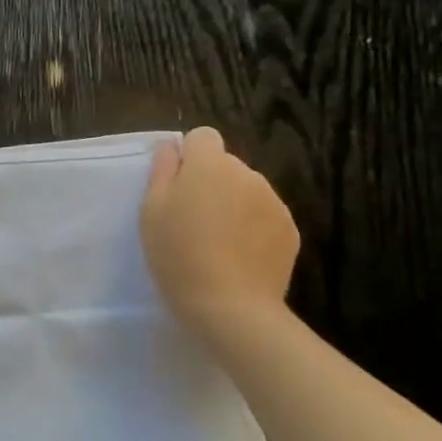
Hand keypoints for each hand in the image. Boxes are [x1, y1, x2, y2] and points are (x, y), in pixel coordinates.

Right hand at [141, 128, 298, 334]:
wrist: (230, 304)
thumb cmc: (178, 252)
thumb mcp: (151, 210)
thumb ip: (162, 170)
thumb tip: (171, 147)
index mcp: (209, 165)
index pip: (203, 136)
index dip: (188, 155)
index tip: (176, 184)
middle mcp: (247, 174)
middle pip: (225, 164)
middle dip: (210, 181)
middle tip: (191, 218)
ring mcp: (273, 202)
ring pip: (246, 190)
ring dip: (232, 203)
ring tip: (216, 240)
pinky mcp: (289, 230)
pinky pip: (264, 215)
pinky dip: (251, 227)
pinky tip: (237, 254)